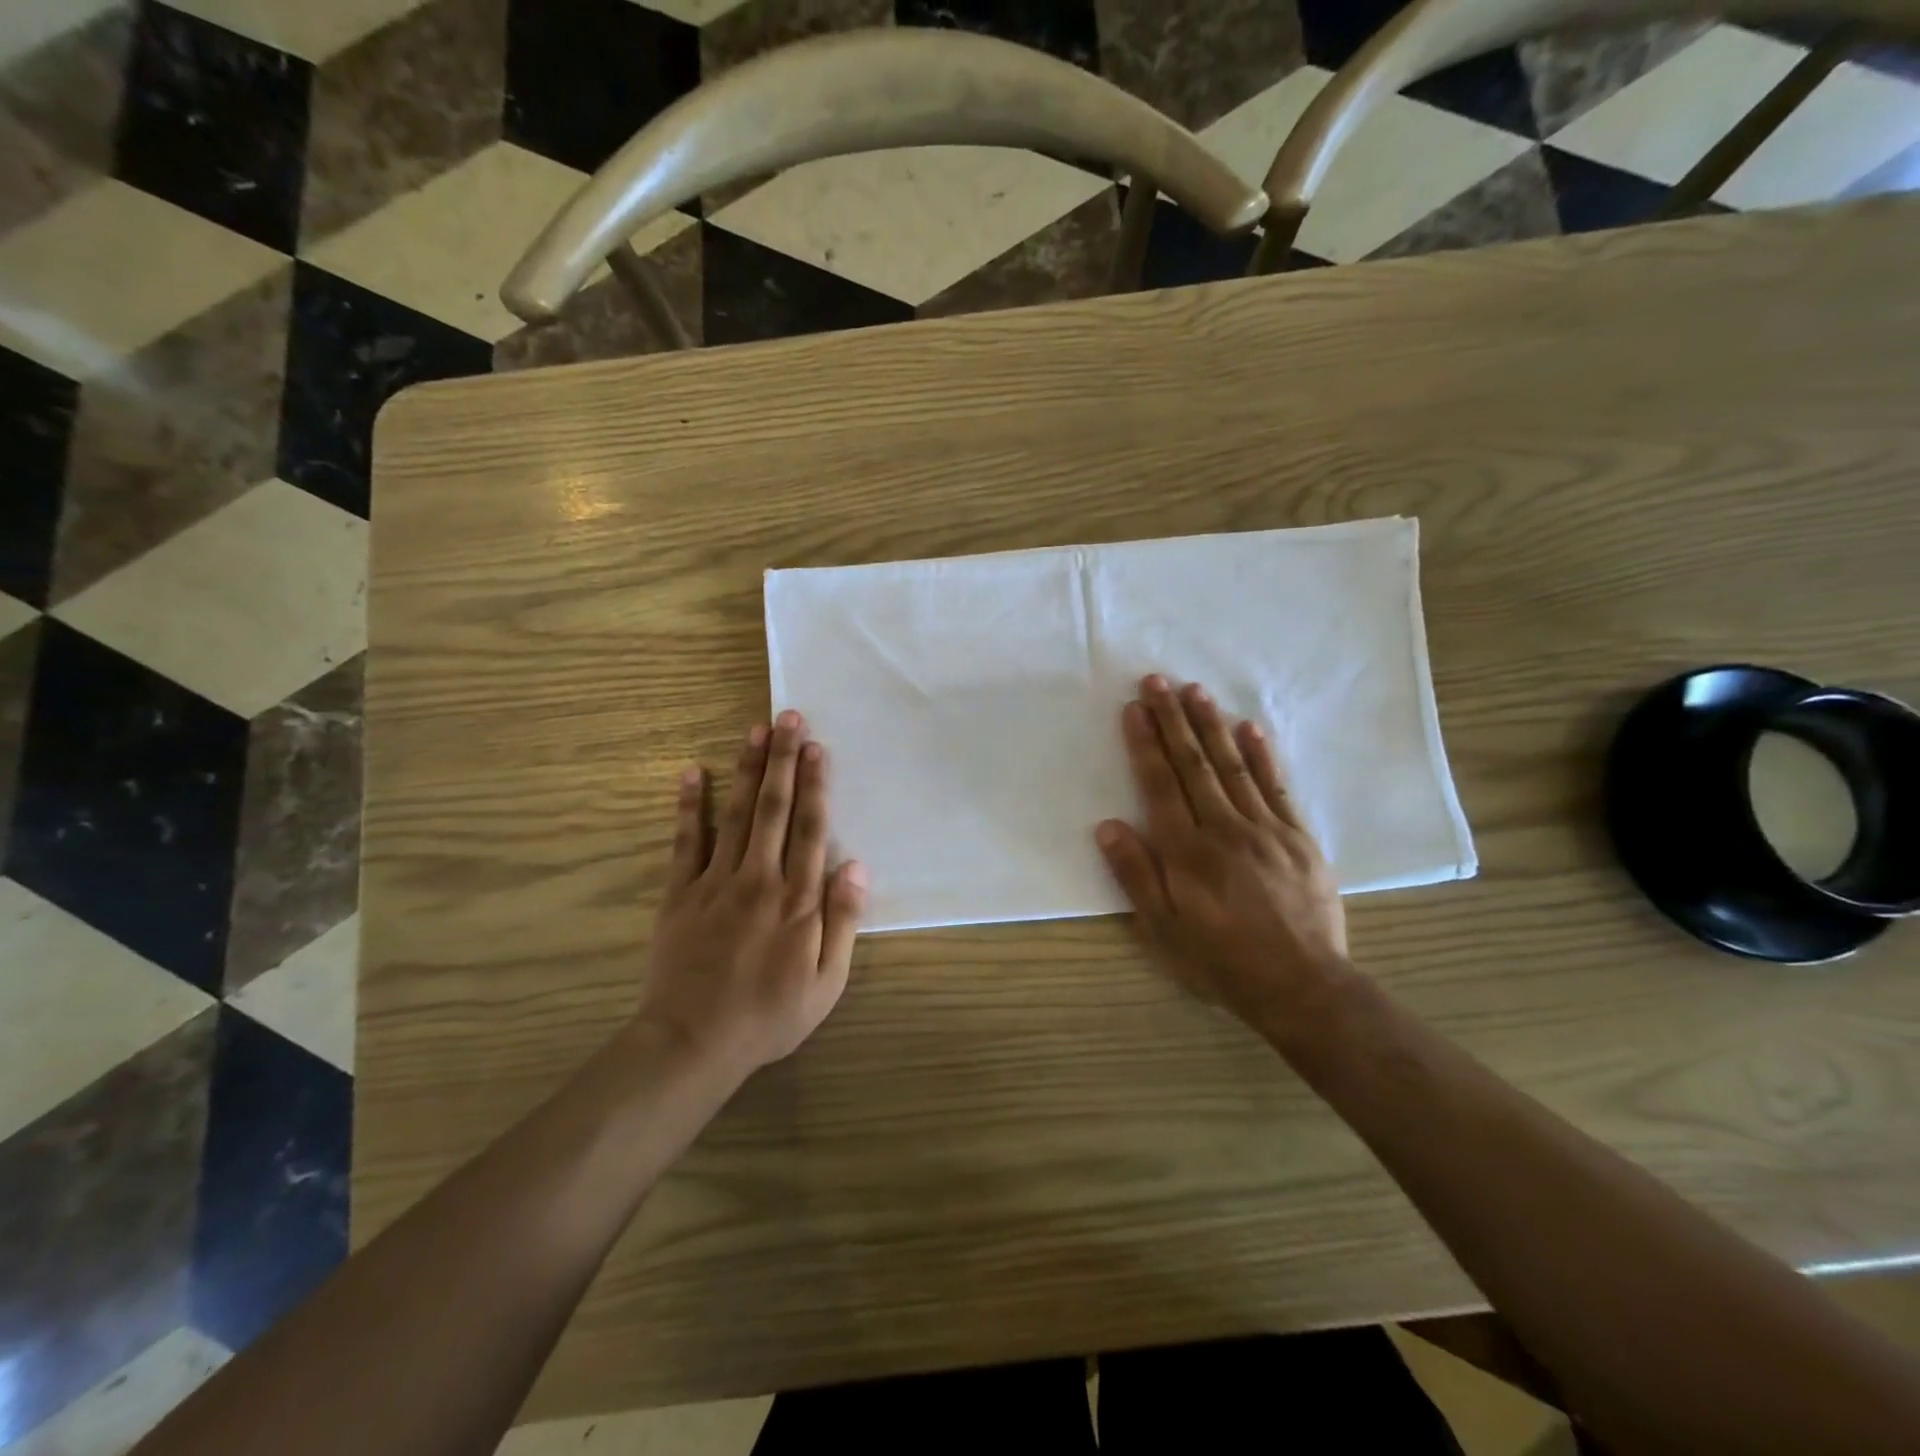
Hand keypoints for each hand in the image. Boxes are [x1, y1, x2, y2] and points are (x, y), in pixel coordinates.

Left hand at [638, 711, 866, 1074]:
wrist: (694, 1043)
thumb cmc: (770, 1015)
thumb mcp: (827, 982)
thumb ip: (843, 921)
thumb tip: (858, 866)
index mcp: (798, 899)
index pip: (811, 829)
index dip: (816, 784)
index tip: (816, 747)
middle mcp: (760, 878)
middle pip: (775, 809)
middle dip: (783, 761)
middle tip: (787, 718)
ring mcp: (716, 882)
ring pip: (736, 814)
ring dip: (747, 770)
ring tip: (754, 731)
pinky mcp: (680, 893)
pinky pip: (685, 842)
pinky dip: (689, 806)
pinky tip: (692, 772)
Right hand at [1095, 675, 1350, 1033]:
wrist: (1304, 986)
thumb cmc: (1222, 961)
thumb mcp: (1164, 931)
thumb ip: (1136, 875)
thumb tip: (1108, 825)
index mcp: (1188, 852)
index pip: (1161, 785)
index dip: (1145, 744)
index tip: (1134, 708)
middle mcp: (1225, 829)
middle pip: (1194, 764)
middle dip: (1173, 720)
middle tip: (1158, 681)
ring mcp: (1266, 829)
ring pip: (1233, 766)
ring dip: (1212, 725)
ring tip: (1195, 691)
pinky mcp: (1298, 837)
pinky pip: (1276, 787)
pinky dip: (1261, 755)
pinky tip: (1249, 727)